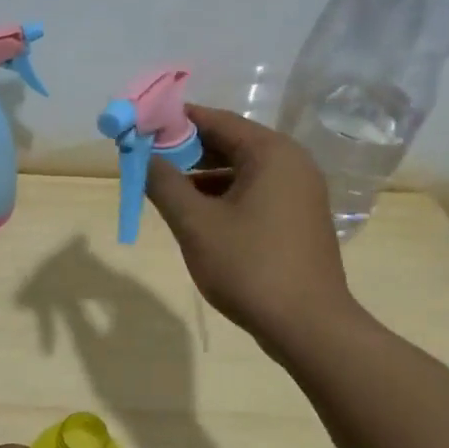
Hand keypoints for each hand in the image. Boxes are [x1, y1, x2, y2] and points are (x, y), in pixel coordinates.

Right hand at [143, 104, 360, 351]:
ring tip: (162, 186)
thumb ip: (164, 184)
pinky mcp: (296, 218)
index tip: (140, 126)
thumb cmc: (249, 267)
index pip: (216, 120)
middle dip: (185, 149)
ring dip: (201, 174)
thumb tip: (143, 157)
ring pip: (240, 170)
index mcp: (271, 153)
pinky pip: (253, 192)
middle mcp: (291, 163)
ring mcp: (298, 192)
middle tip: (145, 157)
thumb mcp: (195, 224)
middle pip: (229, 142)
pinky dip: (222, 195)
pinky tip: (194, 213)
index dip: (174, 121)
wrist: (308, 327)